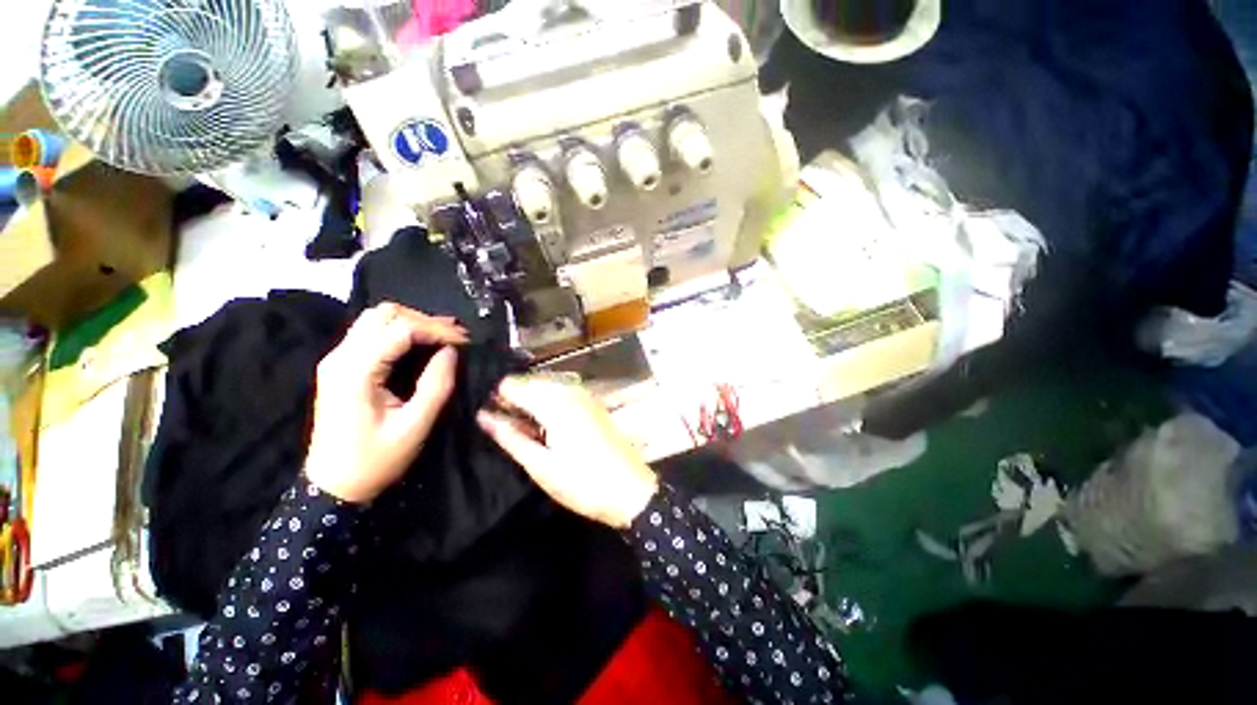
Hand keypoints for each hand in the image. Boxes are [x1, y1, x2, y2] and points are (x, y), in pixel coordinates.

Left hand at [304, 303, 467, 502]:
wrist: (332, 486)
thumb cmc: (375, 460)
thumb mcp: (415, 426)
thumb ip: (436, 385)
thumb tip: (452, 352)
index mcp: (355, 371)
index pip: (400, 328)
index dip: (436, 330)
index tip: (465, 342)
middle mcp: (340, 357)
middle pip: (384, 314)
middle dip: (424, 320)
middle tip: (454, 338)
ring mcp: (336, 360)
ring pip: (376, 319)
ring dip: (412, 323)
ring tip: (442, 339)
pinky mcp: (340, 366)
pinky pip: (371, 333)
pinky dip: (400, 332)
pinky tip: (421, 346)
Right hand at [477, 375, 658, 528]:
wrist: (630, 490)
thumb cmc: (583, 482)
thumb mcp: (540, 465)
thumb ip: (510, 437)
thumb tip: (483, 416)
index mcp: (555, 402)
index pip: (512, 384)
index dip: (496, 399)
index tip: (489, 419)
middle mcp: (570, 390)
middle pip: (529, 383)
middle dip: (514, 402)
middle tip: (506, 432)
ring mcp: (584, 395)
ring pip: (544, 389)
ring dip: (531, 406)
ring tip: (526, 435)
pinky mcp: (591, 404)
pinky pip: (560, 396)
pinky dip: (548, 408)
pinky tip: (546, 431)